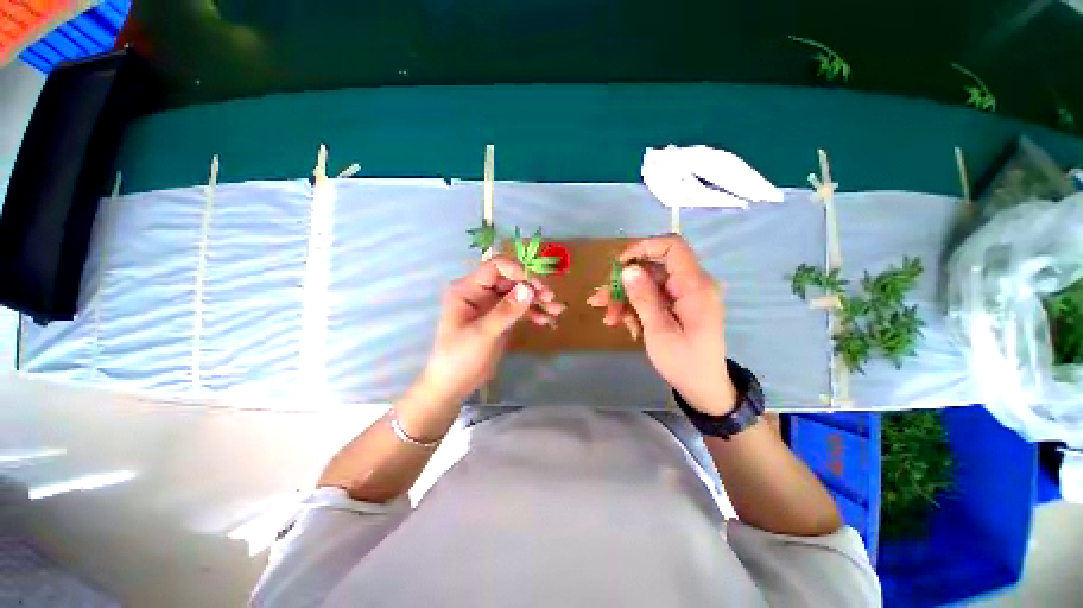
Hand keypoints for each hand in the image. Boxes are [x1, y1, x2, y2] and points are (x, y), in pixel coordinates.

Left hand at [419, 256, 565, 405]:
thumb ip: (506, 311)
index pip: (496, 267)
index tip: (537, 285)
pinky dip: (534, 313)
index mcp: (468, 289)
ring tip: (557, 310)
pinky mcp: (501, 318)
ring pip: (519, 294)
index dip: (518, 271)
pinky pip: (520, 309)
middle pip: (511, 280)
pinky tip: (547, 320)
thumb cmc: (459, 358)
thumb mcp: (482, 334)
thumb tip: (529, 288)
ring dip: (538, 300)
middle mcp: (480, 292)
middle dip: (533, 287)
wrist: (454, 385)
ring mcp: (492, 305)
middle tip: (551, 298)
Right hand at [588, 235, 735, 414]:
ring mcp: (683, 295)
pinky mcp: (677, 304)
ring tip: (608, 318)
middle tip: (600, 301)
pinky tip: (623, 323)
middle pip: (652, 268)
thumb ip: (644, 297)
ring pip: (647, 284)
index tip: (619, 265)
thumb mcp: (659, 331)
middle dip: (624, 283)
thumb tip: (628, 269)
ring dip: (624, 299)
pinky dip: (634, 308)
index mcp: (694, 286)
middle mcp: (691, 284)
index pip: (672, 246)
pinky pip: (652, 297)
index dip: (643, 247)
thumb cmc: (683, 361)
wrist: (702, 387)